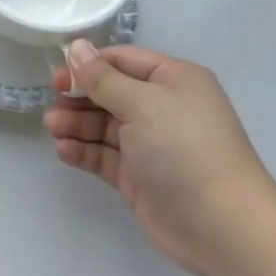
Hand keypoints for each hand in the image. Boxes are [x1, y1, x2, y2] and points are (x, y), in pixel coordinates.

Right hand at [46, 41, 275, 275]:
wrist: (224, 227)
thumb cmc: (184, 149)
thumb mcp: (141, 103)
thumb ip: (103, 78)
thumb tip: (77, 47)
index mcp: (173, 80)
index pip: (123, 61)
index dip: (89, 66)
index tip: (58, 76)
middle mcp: (163, 108)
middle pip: (111, 93)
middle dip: (80, 97)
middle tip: (52, 104)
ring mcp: (152, 145)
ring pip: (105, 125)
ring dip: (77, 124)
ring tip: (53, 128)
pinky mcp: (141, 178)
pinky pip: (106, 156)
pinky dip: (85, 151)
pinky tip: (65, 151)